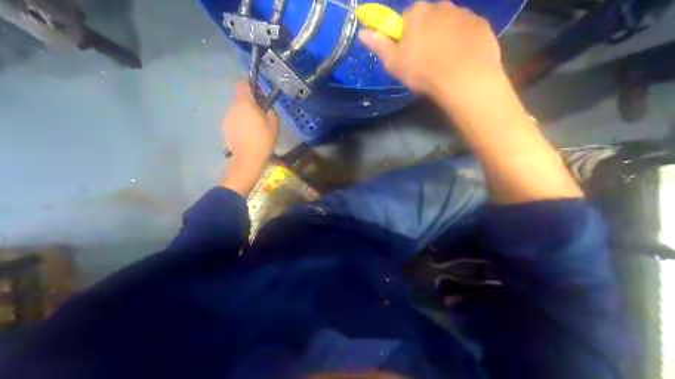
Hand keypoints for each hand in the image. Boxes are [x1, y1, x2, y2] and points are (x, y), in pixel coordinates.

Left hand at [219, 81, 275, 195]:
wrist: (247, 160)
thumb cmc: (263, 140)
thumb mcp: (274, 123)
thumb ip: (270, 110)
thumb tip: (265, 106)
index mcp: (245, 104)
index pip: (242, 84)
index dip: (251, 87)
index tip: (260, 97)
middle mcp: (233, 108)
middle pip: (241, 99)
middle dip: (251, 104)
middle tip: (261, 117)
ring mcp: (227, 119)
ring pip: (238, 111)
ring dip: (246, 116)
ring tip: (255, 129)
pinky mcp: (225, 129)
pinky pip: (234, 121)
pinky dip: (241, 125)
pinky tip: (248, 136)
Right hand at [361, 0, 502, 100]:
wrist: (465, 80)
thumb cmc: (424, 71)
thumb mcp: (394, 63)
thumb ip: (379, 45)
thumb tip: (363, 32)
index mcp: (417, 12)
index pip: (406, 18)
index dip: (406, 36)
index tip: (408, 54)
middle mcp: (441, 6)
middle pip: (430, 18)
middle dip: (427, 34)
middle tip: (427, 60)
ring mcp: (465, 14)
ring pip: (450, 24)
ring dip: (447, 37)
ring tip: (447, 63)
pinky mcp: (482, 25)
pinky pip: (468, 32)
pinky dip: (465, 42)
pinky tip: (463, 60)